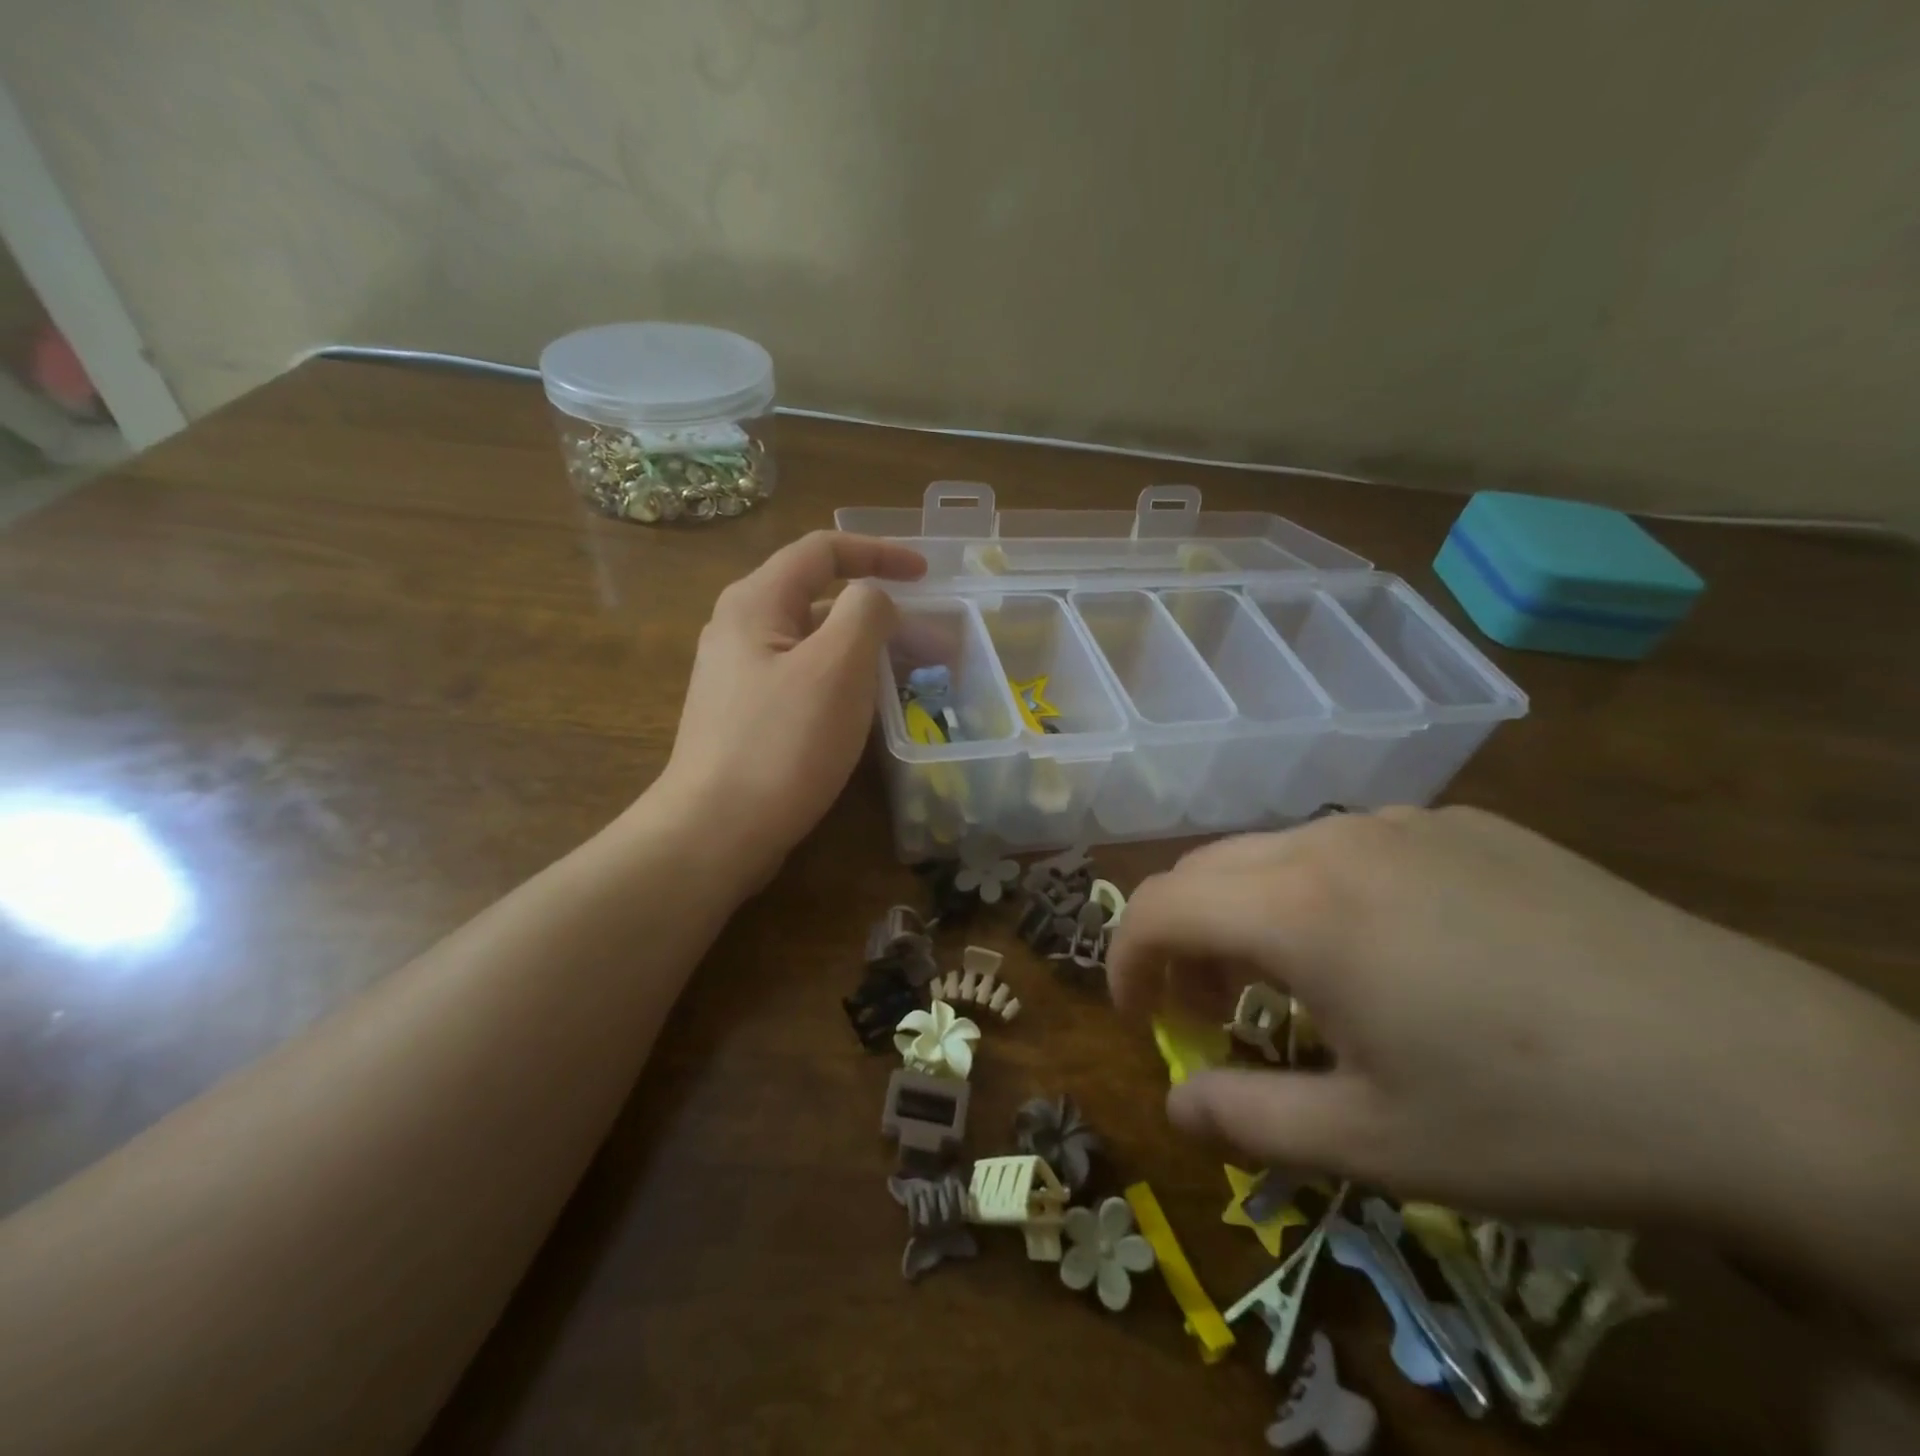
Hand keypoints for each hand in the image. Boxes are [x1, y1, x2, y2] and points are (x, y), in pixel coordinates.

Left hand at [650, 532, 925, 887]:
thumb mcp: (837, 667)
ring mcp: (740, 675)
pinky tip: (868, 711)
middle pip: (820, 597)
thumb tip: (874, 599)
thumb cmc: (781, 744)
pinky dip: (844, 682)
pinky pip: (805, 680)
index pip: (823, 550)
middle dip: (880, 612)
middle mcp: (741, 628)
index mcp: (756, 601)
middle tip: (930, 642)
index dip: (879, 552)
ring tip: (911, 677)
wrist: (715, 832)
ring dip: (865, 650)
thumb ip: (866, 613)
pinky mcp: (747, 716)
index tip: (927, 575)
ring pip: (815, 644)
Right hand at [1107, 806, 1919, 1233]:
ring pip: (1274, 853)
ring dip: (1247, 913)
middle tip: (1212, 1012)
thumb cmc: (1538, 1118)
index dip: (1125, 958)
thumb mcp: (1375, 1144)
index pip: (1158, 905)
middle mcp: (1335, 842)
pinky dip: (1316, 892)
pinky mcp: (1465, 825)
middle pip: (1206, 869)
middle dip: (1182, 939)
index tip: (1138, 1015)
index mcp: (1300, 909)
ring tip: (1295, 985)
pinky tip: (1386, 952)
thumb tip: (1173, 1104)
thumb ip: (1246, 1118)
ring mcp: (1404, 823)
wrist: (1761, 1078)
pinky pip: (1348, 846)